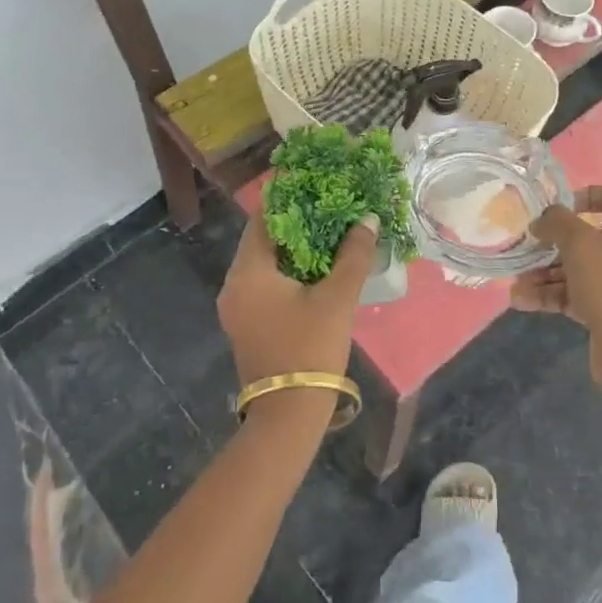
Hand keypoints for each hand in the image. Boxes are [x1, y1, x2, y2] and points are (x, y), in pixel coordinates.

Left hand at [218, 213, 377, 427]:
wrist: (288, 414)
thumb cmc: (310, 348)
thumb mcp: (337, 299)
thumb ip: (353, 255)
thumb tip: (367, 219)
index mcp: (248, 272)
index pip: (263, 220)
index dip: (289, 201)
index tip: (316, 188)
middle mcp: (233, 285)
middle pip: (262, 241)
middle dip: (296, 225)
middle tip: (328, 211)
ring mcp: (236, 308)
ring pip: (264, 265)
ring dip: (293, 251)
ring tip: (328, 237)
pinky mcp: (246, 325)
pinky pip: (264, 286)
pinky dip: (287, 273)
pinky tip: (316, 272)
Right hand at [513, 187, 601, 397]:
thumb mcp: (579, 242)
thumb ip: (556, 222)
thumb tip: (542, 220)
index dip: (586, 194)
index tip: (557, 206)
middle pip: (590, 235)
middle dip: (553, 243)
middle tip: (527, 246)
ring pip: (579, 267)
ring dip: (545, 273)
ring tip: (516, 282)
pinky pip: (578, 292)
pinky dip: (552, 294)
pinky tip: (521, 300)